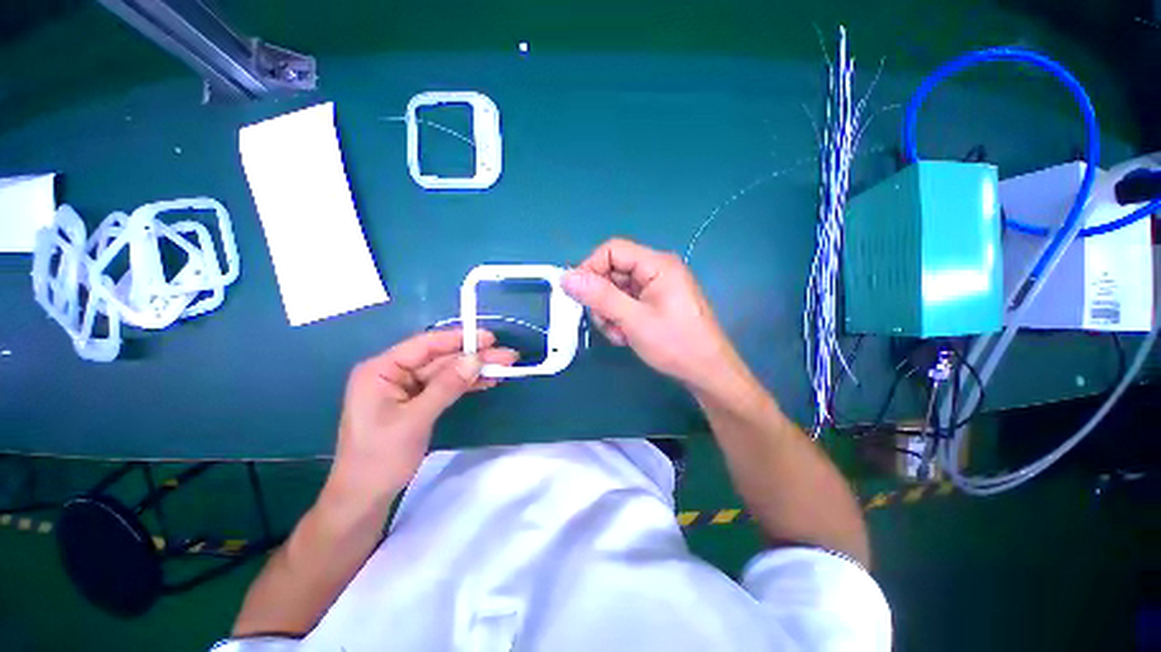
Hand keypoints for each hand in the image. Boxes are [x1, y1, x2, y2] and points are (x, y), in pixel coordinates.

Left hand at [328, 329, 517, 502]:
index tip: (490, 338)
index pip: (425, 345)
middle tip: (507, 356)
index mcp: (381, 370)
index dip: (459, 339)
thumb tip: (475, 360)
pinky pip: (445, 386)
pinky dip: (466, 384)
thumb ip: (446, 386)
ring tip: (504, 367)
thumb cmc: (381, 458)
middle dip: (474, 357)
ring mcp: (406, 388)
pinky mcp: (417, 402)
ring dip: (475, 370)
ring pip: (447, 372)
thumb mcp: (414, 420)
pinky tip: (487, 380)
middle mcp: (394, 373)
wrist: (365, 498)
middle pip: (440, 358)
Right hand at [562, 238, 744, 390]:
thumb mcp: (633, 320)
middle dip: (601, 298)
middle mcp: (656, 269)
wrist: (707, 373)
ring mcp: (656, 287)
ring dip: (609, 312)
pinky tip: (626, 336)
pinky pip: (626, 302)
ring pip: (616, 290)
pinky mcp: (655, 302)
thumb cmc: (675, 344)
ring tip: (620, 334)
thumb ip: (599, 296)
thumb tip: (566, 277)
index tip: (578, 295)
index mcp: (657, 264)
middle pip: (613, 271)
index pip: (612, 250)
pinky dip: (620, 318)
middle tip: (605, 323)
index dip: (590, 268)